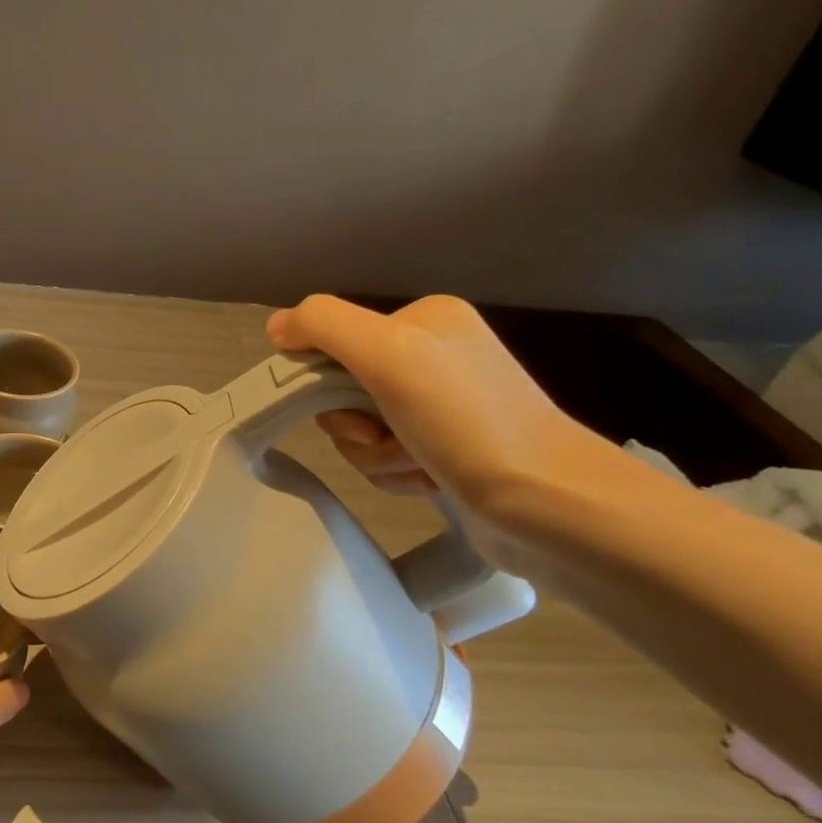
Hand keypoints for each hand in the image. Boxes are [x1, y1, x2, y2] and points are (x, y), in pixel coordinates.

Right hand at [266, 295, 612, 548]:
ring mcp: (443, 406)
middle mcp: (435, 356)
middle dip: (356, 426)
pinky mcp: (448, 450)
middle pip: (345, 390)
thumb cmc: (464, 420)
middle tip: (387, 438)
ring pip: (361, 430)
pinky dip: (398, 474)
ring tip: (419, 464)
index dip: (327, 382)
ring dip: (377, 456)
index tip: (355, 409)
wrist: (545, 503)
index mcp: (425, 319)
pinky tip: (431, 480)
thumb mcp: (387, 352)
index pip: (335, 342)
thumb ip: (323, 325)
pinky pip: (387, 457)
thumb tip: (276, 327)